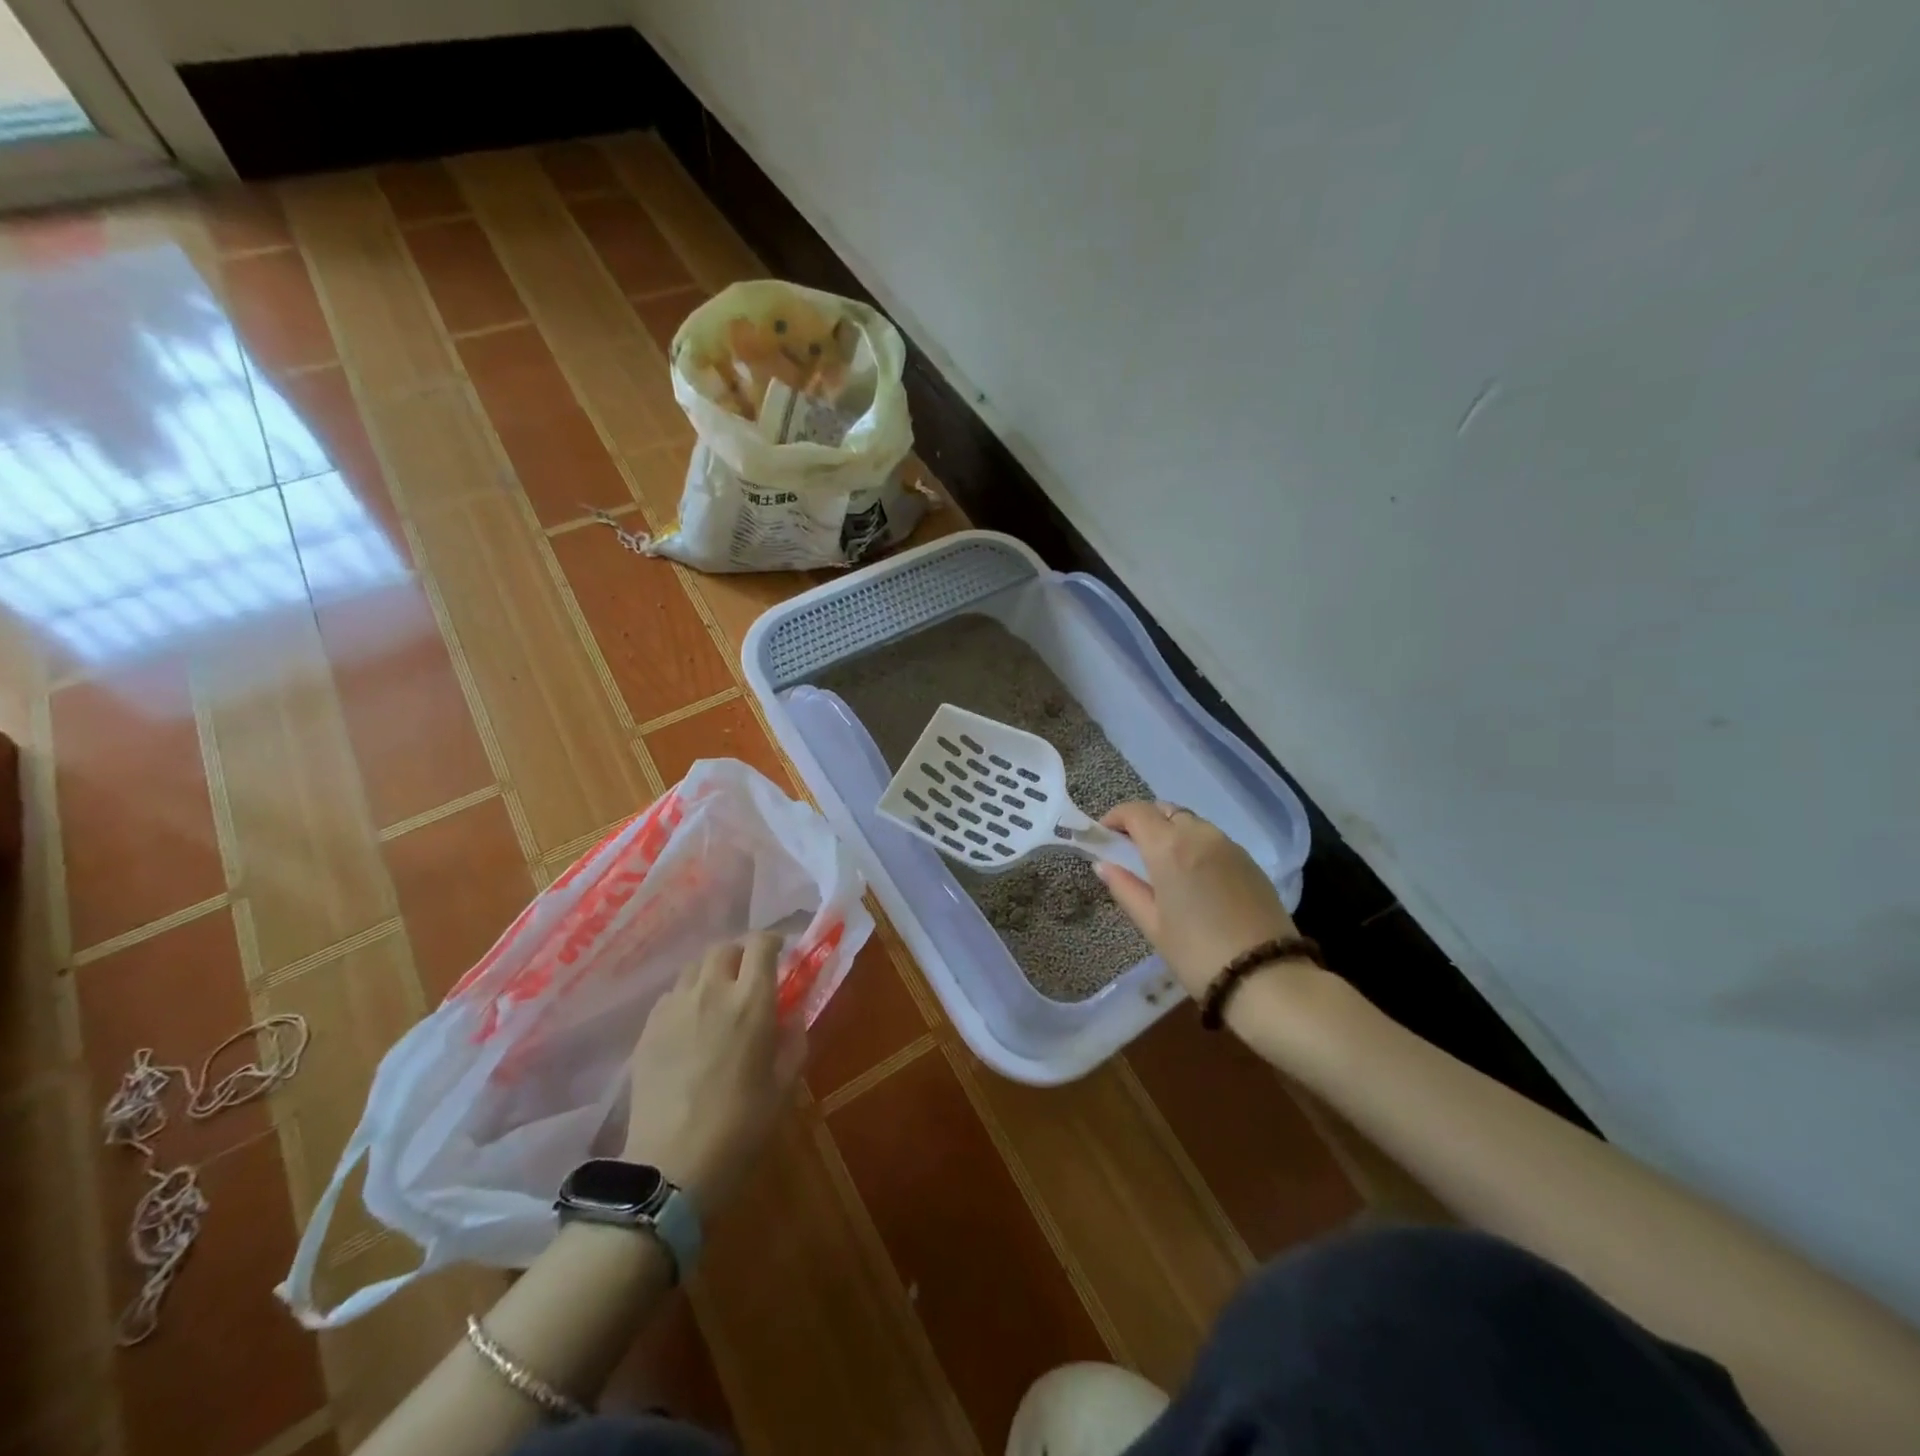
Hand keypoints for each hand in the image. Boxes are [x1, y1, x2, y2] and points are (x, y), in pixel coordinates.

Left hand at [622, 933, 804, 1210]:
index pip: (761, 944)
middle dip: (741, 954)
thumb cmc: (740, 1127)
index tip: (782, 954)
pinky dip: (686, 997)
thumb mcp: (783, 1085)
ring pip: (694, 968)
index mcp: (751, 1001)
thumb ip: (793, 1040)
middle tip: (750, 978)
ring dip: (712, 973)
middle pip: (724, 948)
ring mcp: (674, 1008)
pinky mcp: (648, 1029)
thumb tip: (793, 1013)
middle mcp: (712, 992)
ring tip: (719, 1000)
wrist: (670, 1167)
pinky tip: (691, 1025)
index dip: (773, 942)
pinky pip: (671, 995)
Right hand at [1097, 802, 1303, 1000]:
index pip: (1136, 812)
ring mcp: (1228, 845)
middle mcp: (1199, 835)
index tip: (1105, 835)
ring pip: (1191, 822)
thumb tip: (1103, 865)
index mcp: (1169, 847)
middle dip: (1144, 823)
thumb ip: (1125, 888)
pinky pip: (1213, 839)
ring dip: (1171, 832)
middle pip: (1165, 811)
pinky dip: (1195, 845)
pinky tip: (1193, 876)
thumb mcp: (1153, 925)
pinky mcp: (1249, 860)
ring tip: (1163, 865)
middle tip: (1132, 851)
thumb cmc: (1197, 953)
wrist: (1266, 976)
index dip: (1115, 817)